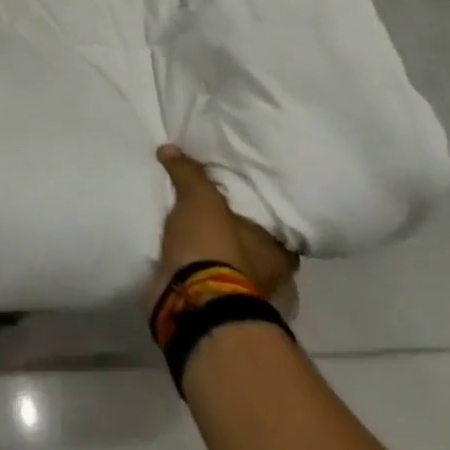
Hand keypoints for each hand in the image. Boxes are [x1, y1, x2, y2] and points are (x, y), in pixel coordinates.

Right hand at [149, 145, 299, 313]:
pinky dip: (191, 260)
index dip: (255, 204)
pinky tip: (176, 242)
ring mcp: (239, 290)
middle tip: (206, 200)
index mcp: (279, 252)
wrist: (192, 301)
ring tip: (185, 219)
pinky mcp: (211, 300)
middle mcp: (268, 275)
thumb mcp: (200, 198)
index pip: (275, 221)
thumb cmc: (214, 247)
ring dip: (208, 244)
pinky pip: (202, 271)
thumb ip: (188, 171)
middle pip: (248, 240)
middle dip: (229, 225)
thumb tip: (170, 148)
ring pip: (224, 257)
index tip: (237, 188)